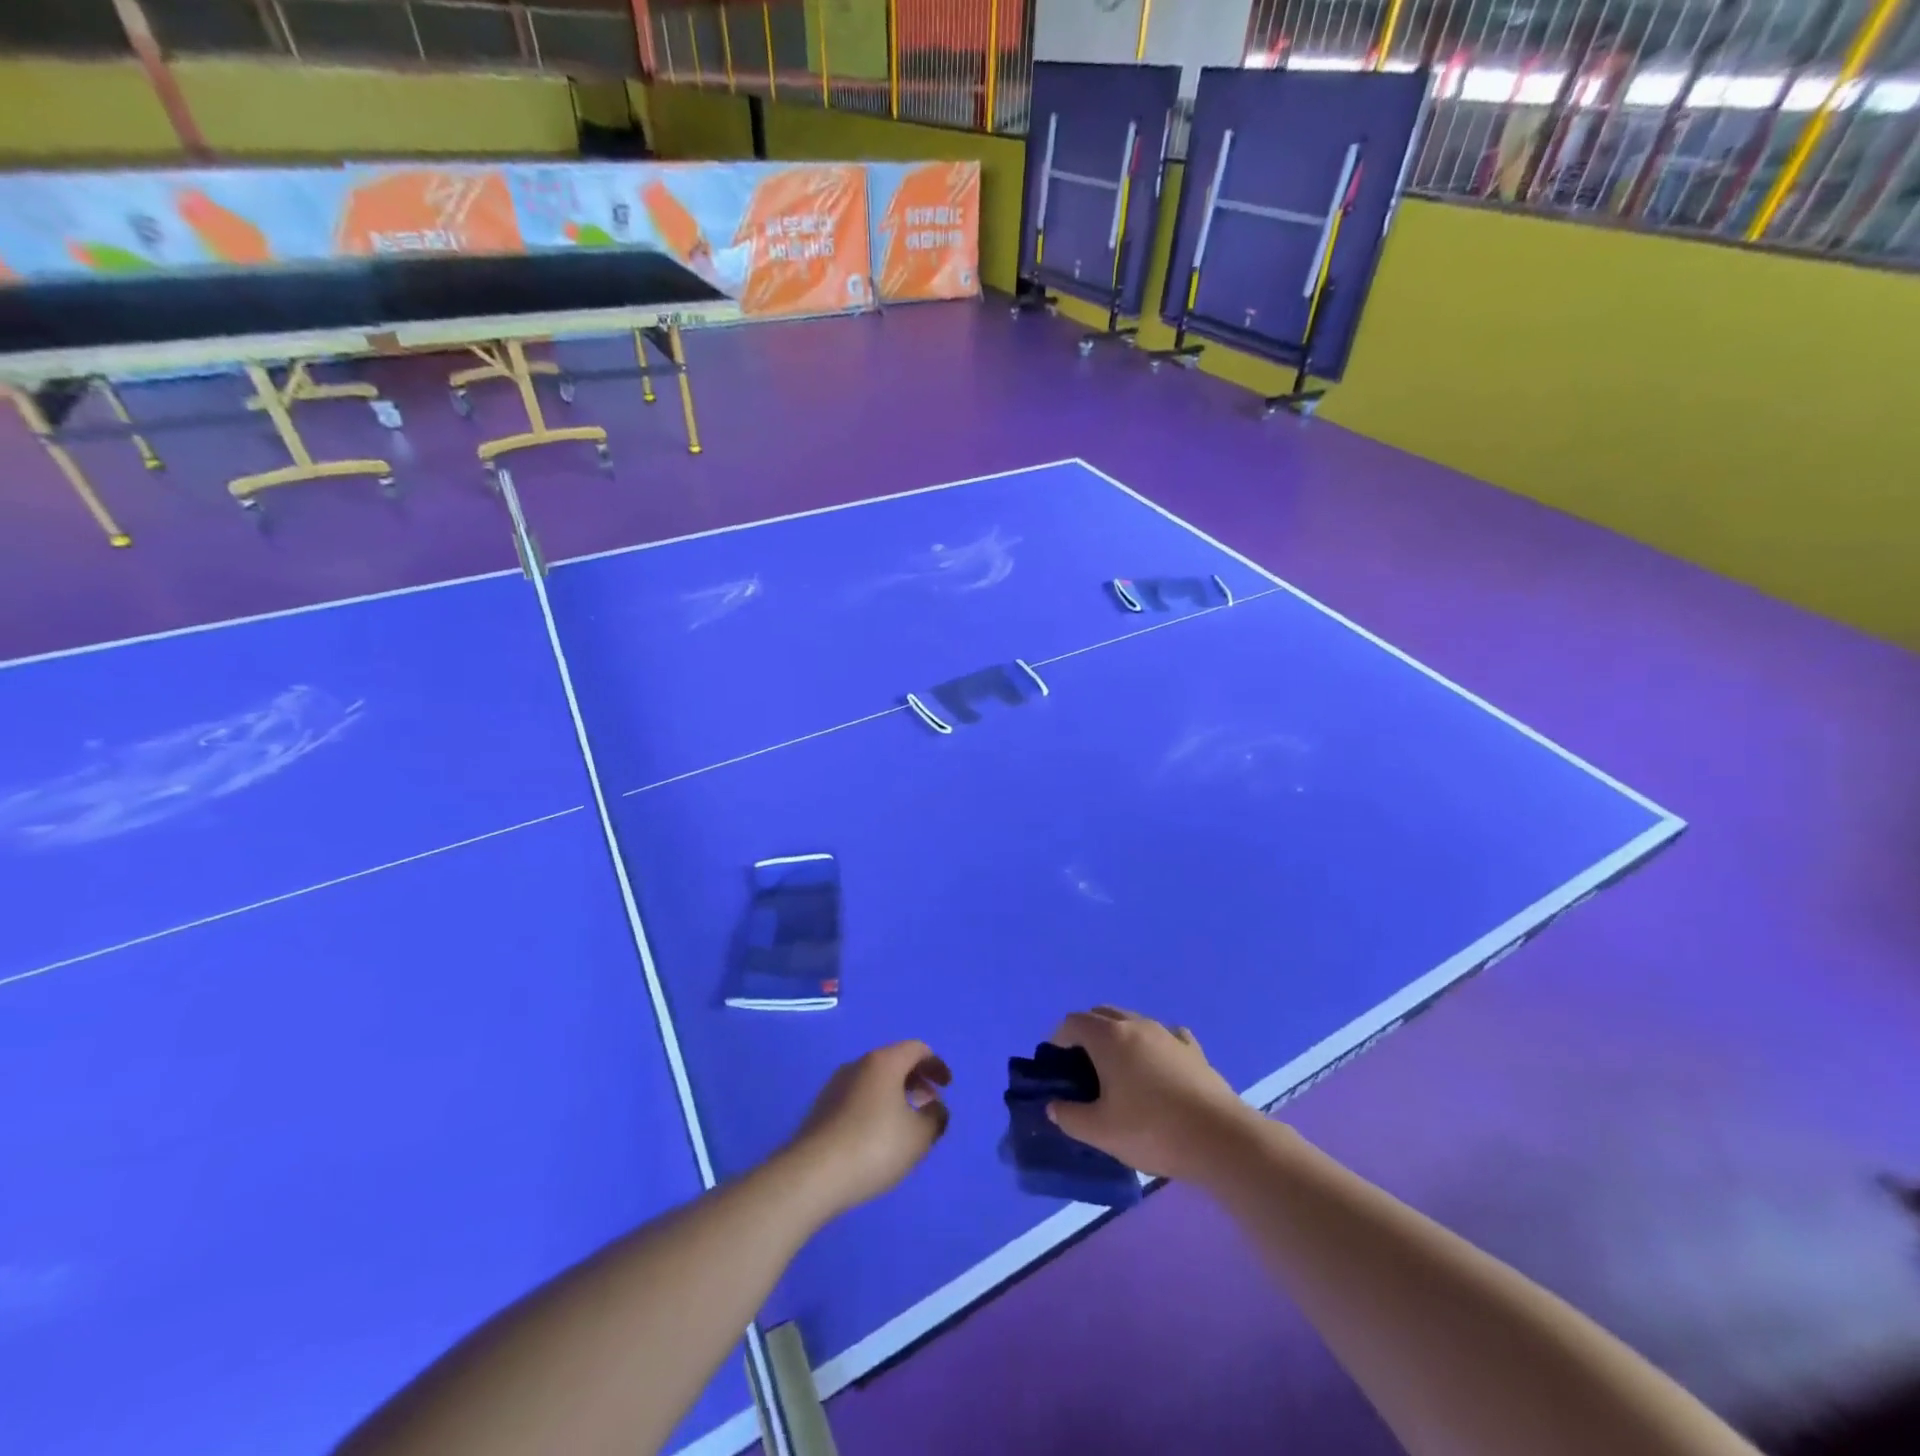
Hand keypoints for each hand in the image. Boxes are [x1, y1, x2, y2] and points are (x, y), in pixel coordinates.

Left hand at [783, 1041, 950, 1219]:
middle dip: (916, 1079)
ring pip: (874, 1080)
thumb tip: (935, 1107)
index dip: (936, 1064)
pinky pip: (858, 1097)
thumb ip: (935, 1117)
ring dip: (895, 1094)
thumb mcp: (918, 1136)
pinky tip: (877, 1136)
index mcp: (884, 1062)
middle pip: (894, 1061)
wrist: (812, 1175)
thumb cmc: (874, 1147)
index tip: (947, 1086)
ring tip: (905, 1124)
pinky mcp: (822, 1108)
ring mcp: (836, 1085)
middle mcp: (858, 1064)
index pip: (916, 1049)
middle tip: (929, 1104)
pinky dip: (876, 1106)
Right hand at [1046, 1006, 1258, 1181]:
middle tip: (1083, 1068)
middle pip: (1102, 1014)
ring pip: (1133, 1022)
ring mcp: (1167, 1034)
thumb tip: (1055, 1107)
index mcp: (1109, 1037)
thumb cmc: (1152, 1130)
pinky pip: (1164, 1036)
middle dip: (1087, 1033)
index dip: (1058, 1039)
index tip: (1057, 1066)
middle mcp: (1136, 1025)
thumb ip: (1070, 1117)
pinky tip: (1157, 1069)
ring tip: (1118, 1072)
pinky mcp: (1193, 1050)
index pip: (1073, 1022)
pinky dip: (1152, 1046)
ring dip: (1118, 1038)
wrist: (1219, 1139)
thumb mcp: (1101, 1132)